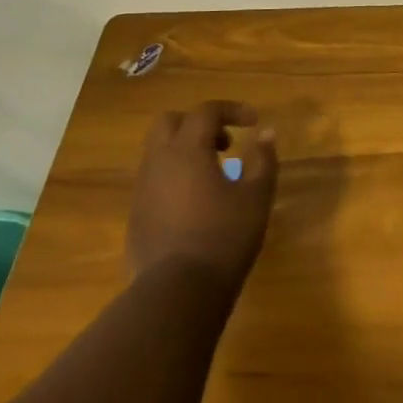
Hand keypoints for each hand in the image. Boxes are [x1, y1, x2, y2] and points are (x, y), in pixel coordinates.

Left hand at [127, 100, 278, 289]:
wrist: (177, 293)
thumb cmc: (224, 237)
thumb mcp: (256, 197)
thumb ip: (263, 160)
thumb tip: (266, 132)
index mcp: (187, 151)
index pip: (206, 111)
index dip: (232, 110)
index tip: (254, 122)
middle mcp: (158, 162)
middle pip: (170, 122)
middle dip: (198, 123)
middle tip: (226, 143)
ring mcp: (142, 190)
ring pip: (157, 151)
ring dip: (185, 150)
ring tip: (214, 174)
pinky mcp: (136, 215)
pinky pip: (153, 179)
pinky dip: (175, 175)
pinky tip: (196, 203)